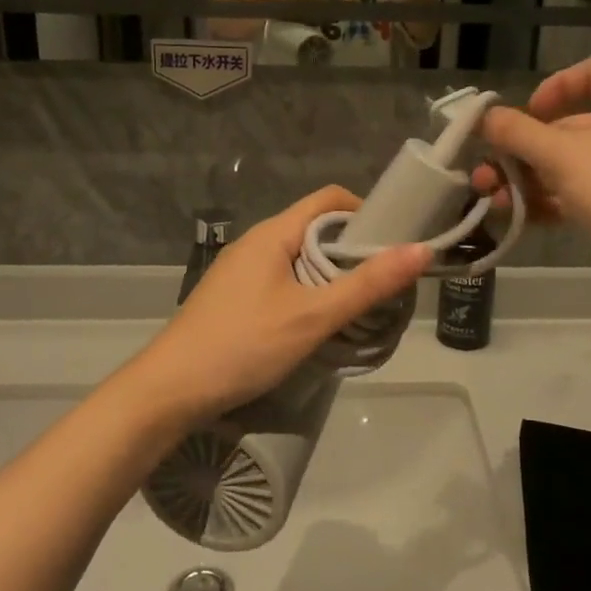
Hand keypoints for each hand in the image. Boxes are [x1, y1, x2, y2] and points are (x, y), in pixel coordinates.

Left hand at [130, 187, 430, 430]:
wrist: (169, 391)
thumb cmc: (244, 344)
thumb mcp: (313, 316)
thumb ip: (367, 285)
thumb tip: (421, 251)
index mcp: (273, 233)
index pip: (329, 199)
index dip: (365, 212)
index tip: (393, 244)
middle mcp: (256, 242)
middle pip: (315, 229)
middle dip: (352, 250)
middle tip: (384, 283)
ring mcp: (241, 270)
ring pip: (299, 258)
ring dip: (331, 275)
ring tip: (359, 306)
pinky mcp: (234, 297)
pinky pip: (282, 280)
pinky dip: (308, 292)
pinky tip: (318, 324)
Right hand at [472, 57, 590, 266]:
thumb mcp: (560, 155)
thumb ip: (516, 132)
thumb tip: (484, 117)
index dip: (553, 87)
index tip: (525, 115)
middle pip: (573, 124)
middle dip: (525, 149)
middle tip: (488, 170)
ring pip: (576, 163)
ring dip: (532, 179)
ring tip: (495, 201)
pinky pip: (588, 191)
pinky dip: (555, 200)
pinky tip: (521, 219)